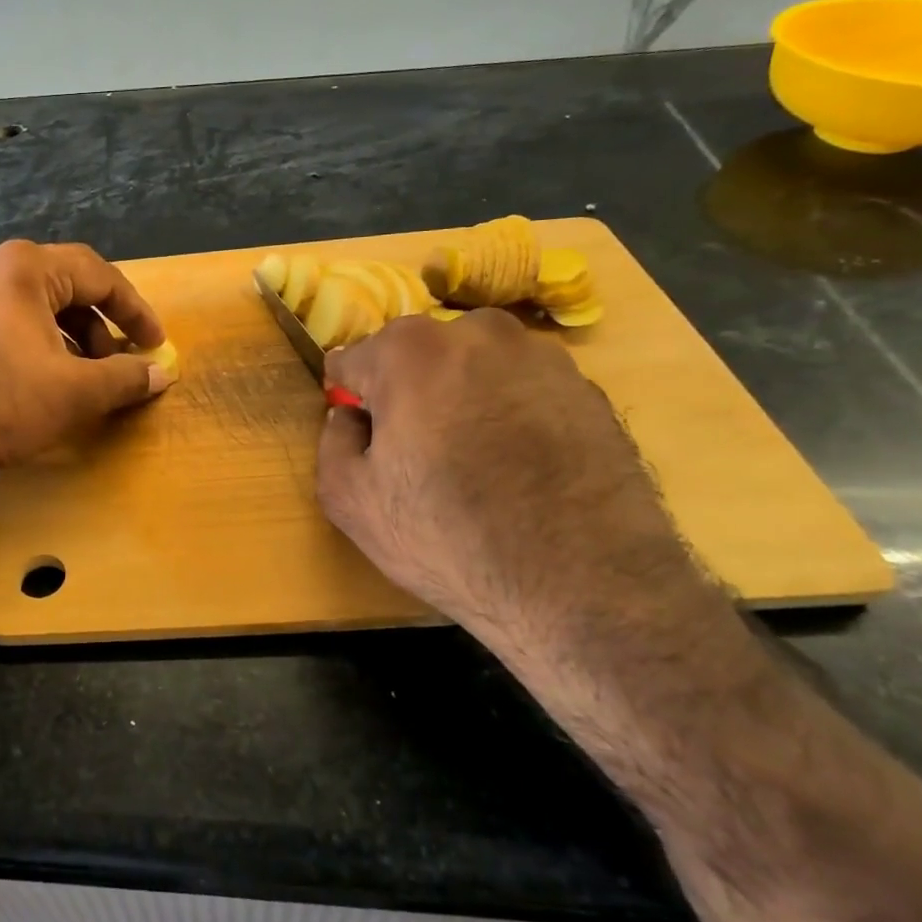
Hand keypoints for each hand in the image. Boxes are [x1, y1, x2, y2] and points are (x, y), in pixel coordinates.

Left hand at [0, 240, 171, 476]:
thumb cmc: (3, 403)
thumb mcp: (77, 392)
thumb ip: (127, 377)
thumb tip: (163, 373)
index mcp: (25, 267)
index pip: (99, 275)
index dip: (135, 311)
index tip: (156, 343)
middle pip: (68, 285)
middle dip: (102, 325)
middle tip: (121, 360)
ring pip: (39, 303)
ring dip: (73, 335)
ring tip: (88, 374)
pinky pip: (12, 317)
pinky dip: (42, 340)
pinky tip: (49, 376)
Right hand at [316, 310, 702, 653]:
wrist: (588, 587)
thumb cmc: (449, 537)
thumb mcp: (350, 500)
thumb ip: (333, 440)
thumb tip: (349, 416)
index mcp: (411, 351)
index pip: (353, 359)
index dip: (350, 399)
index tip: (363, 437)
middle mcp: (478, 333)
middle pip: (417, 357)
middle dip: (407, 393)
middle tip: (418, 455)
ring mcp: (543, 357)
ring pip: (473, 370)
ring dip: (461, 400)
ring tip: (475, 465)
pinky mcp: (589, 390)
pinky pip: (522, 392)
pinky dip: (510, 416)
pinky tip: (519, 471)